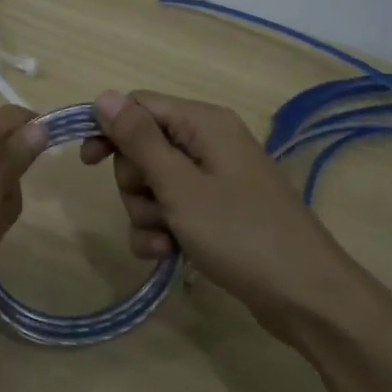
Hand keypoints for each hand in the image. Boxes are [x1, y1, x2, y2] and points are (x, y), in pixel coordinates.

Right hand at [81, 90, 383, 343]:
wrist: (303, 295)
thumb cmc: (239, 233)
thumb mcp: (179, 186)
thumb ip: (139, 140)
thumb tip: (103, 96)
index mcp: (204, 123)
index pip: (140, 105)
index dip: (110, 130)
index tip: (87, 162)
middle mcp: (209, 143)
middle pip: (143, 148)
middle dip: (135, 183)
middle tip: (155, 206)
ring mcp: (214, 180)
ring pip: (153, 185)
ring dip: (147, 214)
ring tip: (168, 239)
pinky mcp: (216, 213)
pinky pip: (172, 211)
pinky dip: (163, 232)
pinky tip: (170, 255)